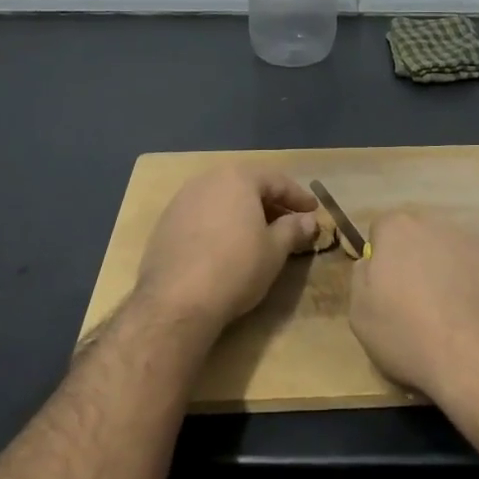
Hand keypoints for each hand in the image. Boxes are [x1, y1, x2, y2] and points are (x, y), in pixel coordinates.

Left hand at [135, 166, 317, 332]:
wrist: (177, 301)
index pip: (276, 181)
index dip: (298, 197)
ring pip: (222, 200)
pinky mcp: (165, 224)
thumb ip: (293, 229)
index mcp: (237, 177)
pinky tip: (226, 246)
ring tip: (258, 234)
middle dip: (269, 203)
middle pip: (246, 186)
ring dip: (243, 213)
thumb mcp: (275, 250)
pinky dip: (219, 224)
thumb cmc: (236, 267)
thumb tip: (308, 220)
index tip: (313, 211)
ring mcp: (181, 200)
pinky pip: (202, 216)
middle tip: (288, 221)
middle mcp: (207, 180)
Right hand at [349, 211, 478, 406]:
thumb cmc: (410, 335)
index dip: (382, 257)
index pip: (383, 229)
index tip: (386, 288)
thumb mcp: (361, 314)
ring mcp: (476, 242)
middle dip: (416, 260)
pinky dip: (477, 287)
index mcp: (398, 229)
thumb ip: (362, 277)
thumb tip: (372, 263)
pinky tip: (477, 320)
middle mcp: (438, 224)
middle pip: (420, 236)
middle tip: (416, 300)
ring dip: (448, 272)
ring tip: (450, 315)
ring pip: (452, 252)